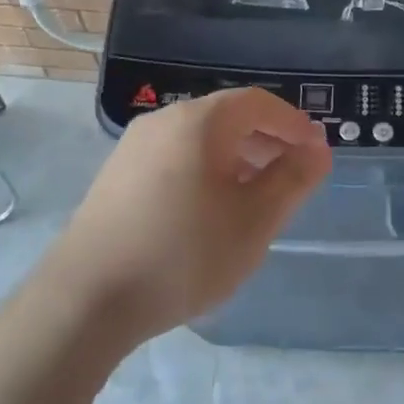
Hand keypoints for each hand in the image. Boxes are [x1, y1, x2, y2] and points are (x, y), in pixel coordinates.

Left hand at [48, 88, 330, 343]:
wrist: (86, 300)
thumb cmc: (183, 254)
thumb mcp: (253, 221)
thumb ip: (292, 180)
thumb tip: (316, 151)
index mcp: (198, 122)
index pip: (258, 103)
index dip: (293, 123)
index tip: (318, 152)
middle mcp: (163, 121)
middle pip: (227, 117)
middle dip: (267, 140)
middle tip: (294, 174)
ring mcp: (133, 148)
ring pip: (200, 139)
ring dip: (238, 157)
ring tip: (258, 195)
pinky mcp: (117, 176)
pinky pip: (175, 158)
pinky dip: (206, 170)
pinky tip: (212, 210)